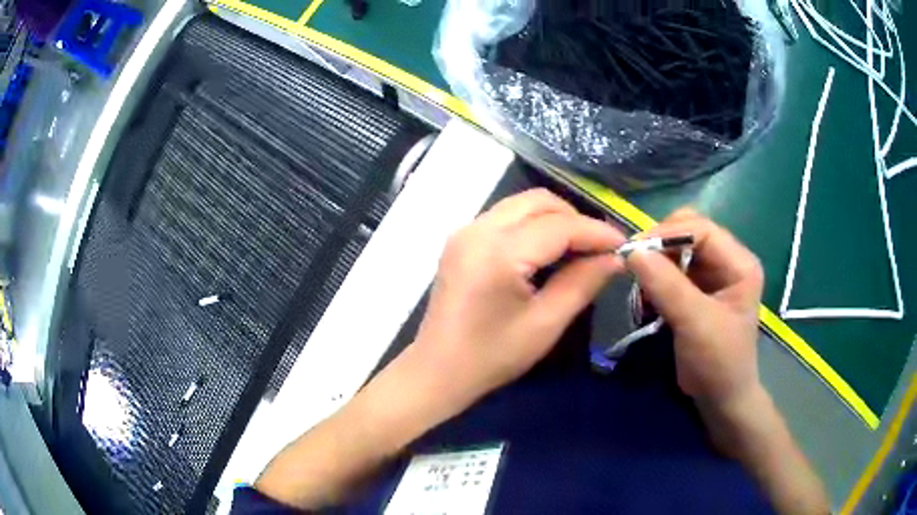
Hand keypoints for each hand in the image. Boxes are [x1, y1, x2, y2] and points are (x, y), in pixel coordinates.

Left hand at [412, 188, 625, 407]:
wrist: (438, 371)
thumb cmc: (492, 356)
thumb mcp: (546, 324)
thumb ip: (583, 283)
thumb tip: (615, 257)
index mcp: (498, 252)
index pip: (559, 226)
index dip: (596, 232)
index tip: (623, 244)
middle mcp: (478, 229)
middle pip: (538, 202)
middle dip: (575, 219)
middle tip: (599, 248)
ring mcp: (465, 231)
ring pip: (522, 204)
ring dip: (555, 219)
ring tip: (579, 249)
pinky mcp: (461, 239)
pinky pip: (506, 217)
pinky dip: (533, 225)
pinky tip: (548, 250)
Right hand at [626, 209, 763, 408]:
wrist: (720, 398)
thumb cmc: (719, 362)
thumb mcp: (696, 324)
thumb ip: (668, 286)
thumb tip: (632, 252)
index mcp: (739, 263)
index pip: (702, 229)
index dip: (668, 233)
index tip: (634, 250)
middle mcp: (726, 261)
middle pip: (688, 233)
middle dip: (659, 247)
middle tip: (634, 266)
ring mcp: (710, 275)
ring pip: (675, 251)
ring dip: (654, 266)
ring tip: (641, 291)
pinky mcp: (695, 290)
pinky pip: (669, 270)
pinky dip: (653, 281)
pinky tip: (647, 300)